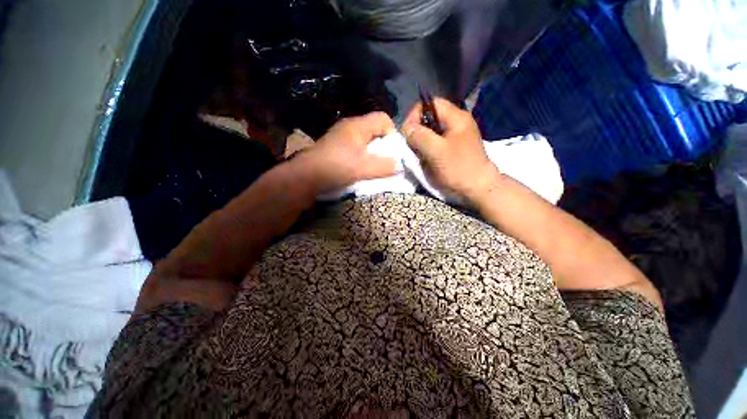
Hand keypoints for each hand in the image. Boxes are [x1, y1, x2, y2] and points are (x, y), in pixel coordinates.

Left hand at [291, 112, 397, 193]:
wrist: (306, 176)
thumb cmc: (337, 167)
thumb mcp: (365, 167)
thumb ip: (386, 165)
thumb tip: (398, 165)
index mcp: (358, 125)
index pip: (383, 118)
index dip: (393, 133)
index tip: (394, 151)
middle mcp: (349, 127)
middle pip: (375, 130)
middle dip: (384, 146)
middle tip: (386, 161)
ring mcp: (341, 137)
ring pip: (365, 141)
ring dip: (373, 153)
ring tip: (374, 167)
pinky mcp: (335, 148)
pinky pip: (356, 148)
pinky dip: (362, 157)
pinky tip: (361, 169)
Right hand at [402, 98, 500, 201]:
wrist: (478, 189)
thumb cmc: (459, 168)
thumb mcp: (436, 151)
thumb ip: (419, 136)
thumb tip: (405, 128)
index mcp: (456, 117)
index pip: (430, 103)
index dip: (415, 115)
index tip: (407, 133)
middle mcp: (456, 123)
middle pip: (429, 118)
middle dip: (417, 131)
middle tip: (412, 147)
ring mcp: (455, 136)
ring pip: (430, 132)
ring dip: (421, 142)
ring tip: (419, 155)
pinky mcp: (453, 148)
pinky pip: (435, 143)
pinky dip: (427, 149)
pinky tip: (425, 160)